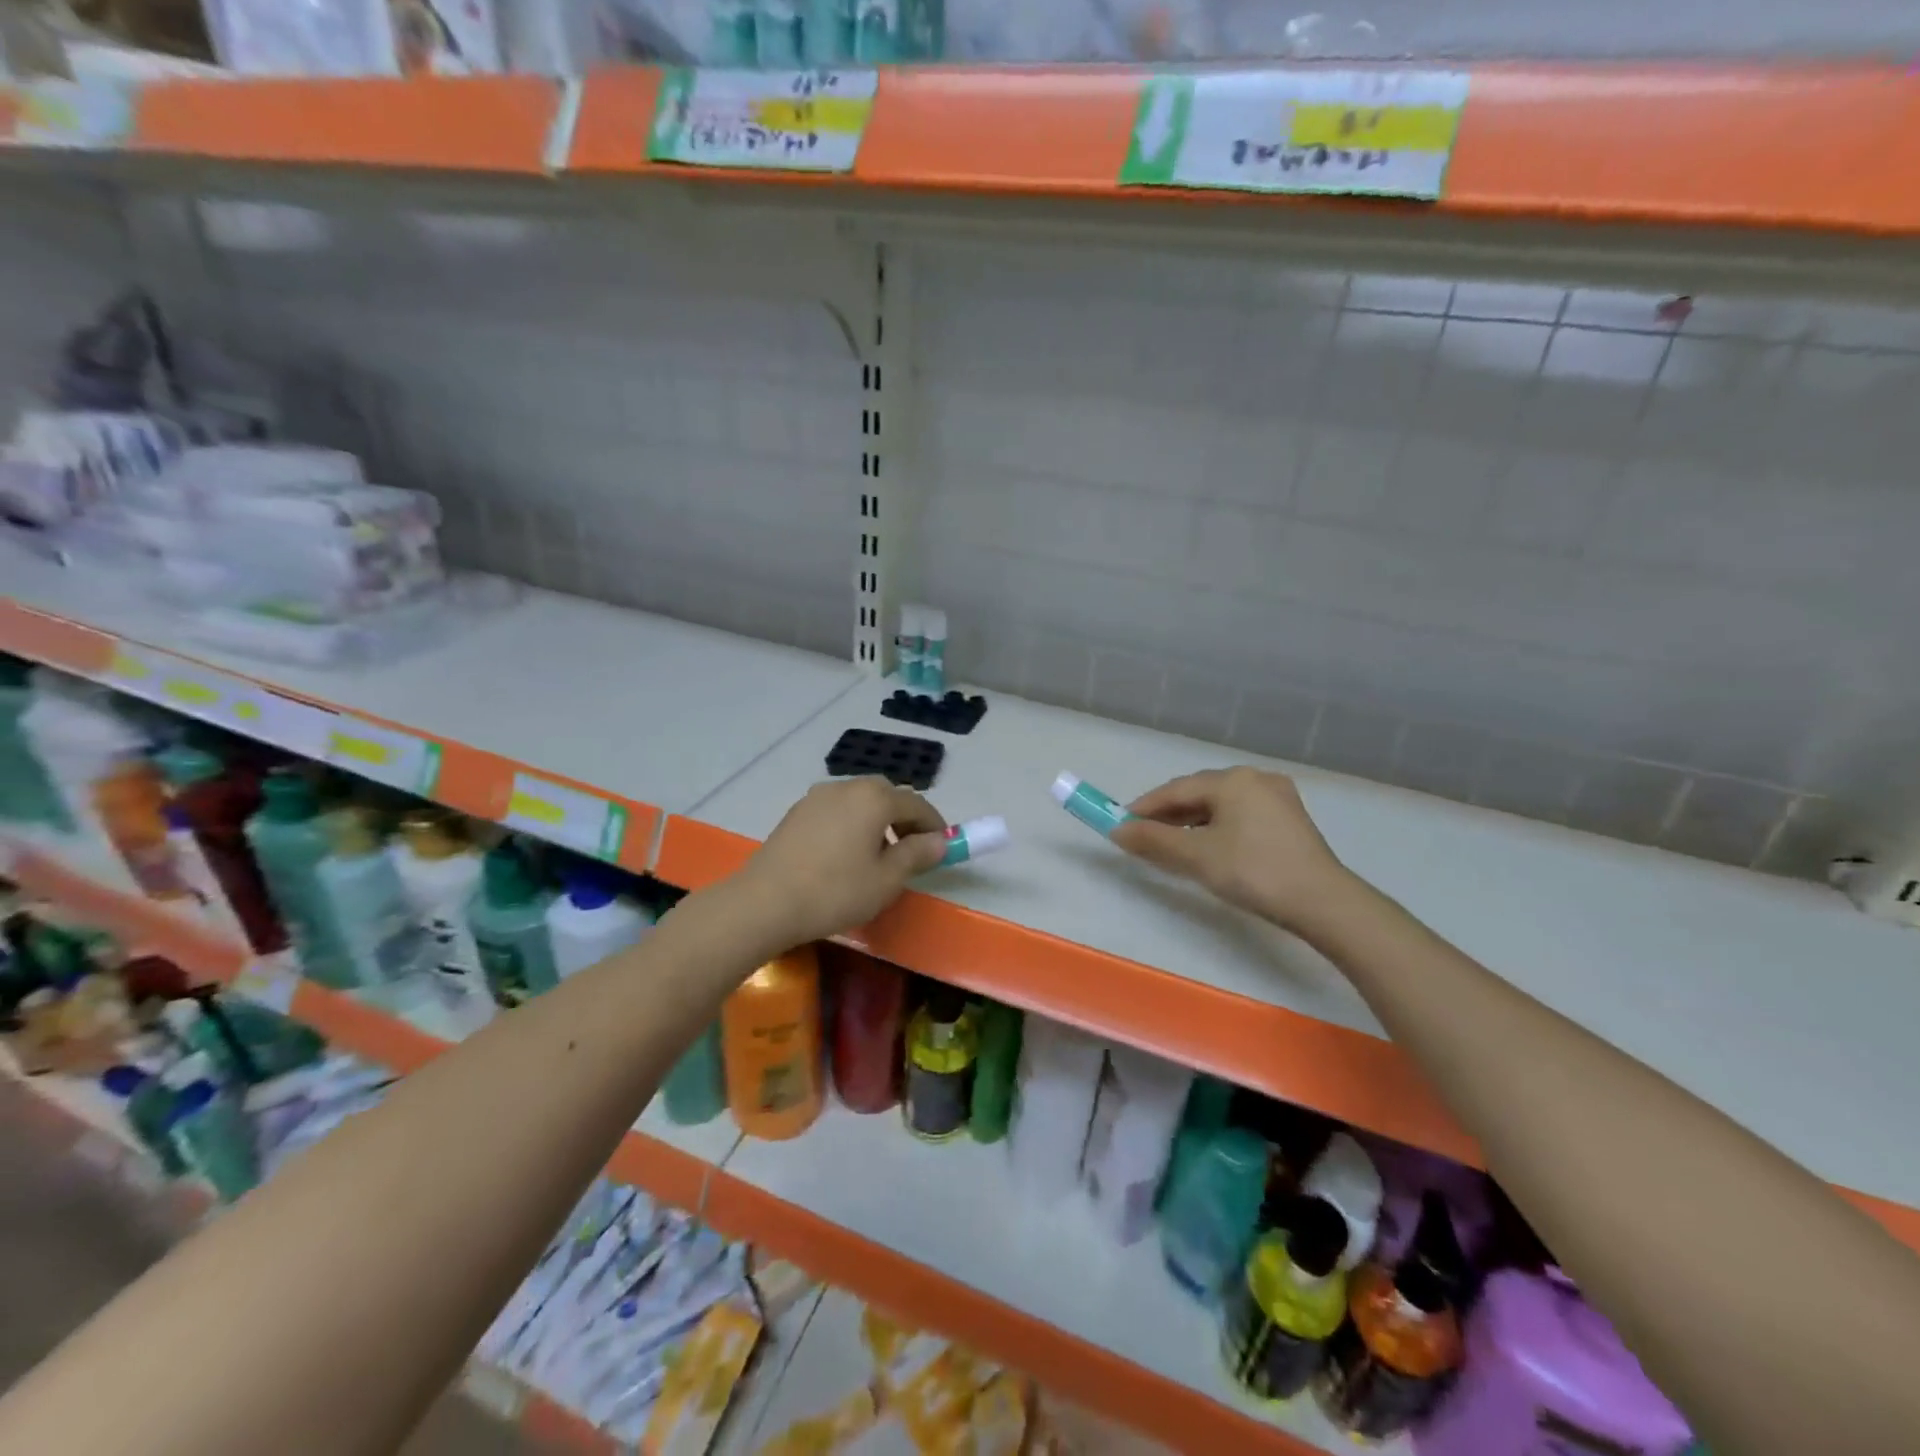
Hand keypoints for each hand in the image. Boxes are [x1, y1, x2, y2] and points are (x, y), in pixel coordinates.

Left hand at [733, 777, 948, 945]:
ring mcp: (818, 796)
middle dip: (904, 819)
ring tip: (877, 855)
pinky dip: (851, 824)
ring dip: (876, 821)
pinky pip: (836, 810)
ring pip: (859, 802)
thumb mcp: (887, 879)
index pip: (916, 803)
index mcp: (875, 797)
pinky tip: (845, 855)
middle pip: (887, 796)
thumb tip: (939, 841)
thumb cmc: (836, 891)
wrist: (765, 902)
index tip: (942, 847)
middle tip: (911, 851)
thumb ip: (917, 854)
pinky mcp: (797, 812)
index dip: (934, 825)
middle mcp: (847, 786)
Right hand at [1109, 767, 1351, 930]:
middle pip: (1198, 794)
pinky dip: (1216, 829)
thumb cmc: (1253, 871)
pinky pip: (1240, 816)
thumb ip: (1153, 840)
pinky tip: (1207, 849)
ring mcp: (1277, 797)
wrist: (1323, 903)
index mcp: (1232, 780)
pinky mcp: (1290, 819)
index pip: (1175, 790)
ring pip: (1220, 806)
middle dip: (1167, 816)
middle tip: (1142, 838)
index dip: (1143, 808)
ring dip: (1191, 823)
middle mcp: (1255, 779)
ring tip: (1171, 847)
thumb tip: (1116, 831)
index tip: (1119, 825)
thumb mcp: (1196, 856)